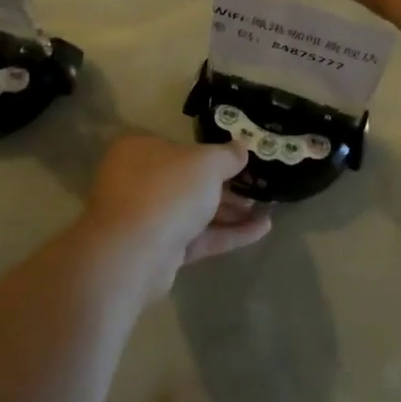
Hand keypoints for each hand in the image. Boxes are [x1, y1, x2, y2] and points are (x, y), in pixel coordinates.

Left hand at [78, 135, 271, 300]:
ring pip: (194, 212)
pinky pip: (198, 237)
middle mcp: (138, 181)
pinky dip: (227, 233)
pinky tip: (261, 230)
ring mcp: (146, 219)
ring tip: (267, 211)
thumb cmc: (167, 190)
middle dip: (225, 188)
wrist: (133, 253)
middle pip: (188, 182)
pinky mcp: (158, 251)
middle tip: (256, 189)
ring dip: (230, 212)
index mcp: (140, 150)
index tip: (239, 162)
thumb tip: (241, 149)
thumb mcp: (207, 163)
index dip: (211, 155)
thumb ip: (227, 155)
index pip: (179, 148)